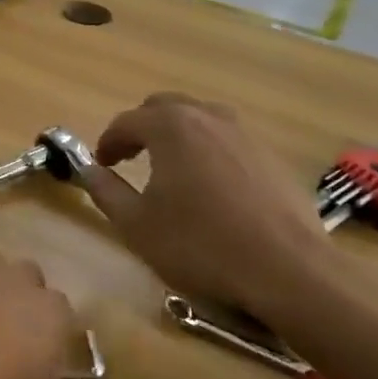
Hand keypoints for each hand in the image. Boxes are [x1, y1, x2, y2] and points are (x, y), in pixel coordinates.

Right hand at [80, 92, 330, 320]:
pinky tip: (212, 187)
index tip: (101, 163)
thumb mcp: (136, 224)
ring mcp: (246, 134)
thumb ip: (105, 191)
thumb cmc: (201, 244)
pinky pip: (229, 141)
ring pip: (201, 119)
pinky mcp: (273, 157)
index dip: (108, 141)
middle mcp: (208, 117)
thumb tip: (88, 170)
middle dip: (142, 128)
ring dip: (178, 135)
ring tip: (171, 167)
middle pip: (165, 107)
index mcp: (170, 126)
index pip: (126, 121)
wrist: (289, 271)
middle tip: (131, 156)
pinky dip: (210, 151)